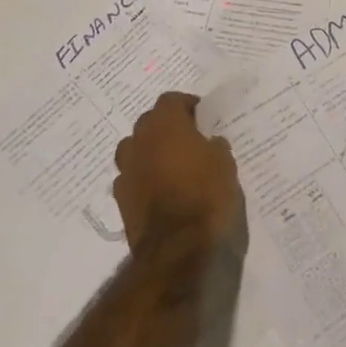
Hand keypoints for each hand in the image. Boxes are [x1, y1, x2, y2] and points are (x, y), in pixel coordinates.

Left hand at [112, 92, 240, 252]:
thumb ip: (214, 146)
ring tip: (170, 163)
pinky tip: (159, 189)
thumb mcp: (225, 163)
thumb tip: (209, 143)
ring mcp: (126, 170)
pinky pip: (132, 176)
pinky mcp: (120, 198)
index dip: (186, 105)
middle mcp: (140, 141)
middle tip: (188, 138)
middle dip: (166, 126)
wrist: (177, 246)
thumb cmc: (206, 194)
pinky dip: (143, 177)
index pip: (170, 100)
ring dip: (150, 151)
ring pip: (135, 148)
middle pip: (149, 122)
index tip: (201, 116)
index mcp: (165, 125)